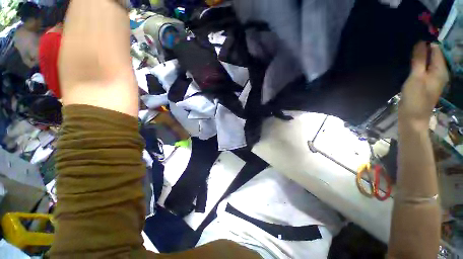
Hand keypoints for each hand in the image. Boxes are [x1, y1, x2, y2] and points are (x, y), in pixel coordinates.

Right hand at [399, 42, 448, 130]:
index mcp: (440, 69)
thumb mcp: (417, 77)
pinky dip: (415, 65)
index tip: (412, 38)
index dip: (425, 42)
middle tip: (406, 46)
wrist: (412, 117)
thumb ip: (419, 60)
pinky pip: (421, 69)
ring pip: (425, 62)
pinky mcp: (424, 83)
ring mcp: (432, 78)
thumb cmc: (416, 98)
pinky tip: (406, 65)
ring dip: (417, 58)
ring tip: (404, 54)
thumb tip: (420, 41)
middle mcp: (438, 72)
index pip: (435, 49)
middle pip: (431, 55)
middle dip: (420, 50)